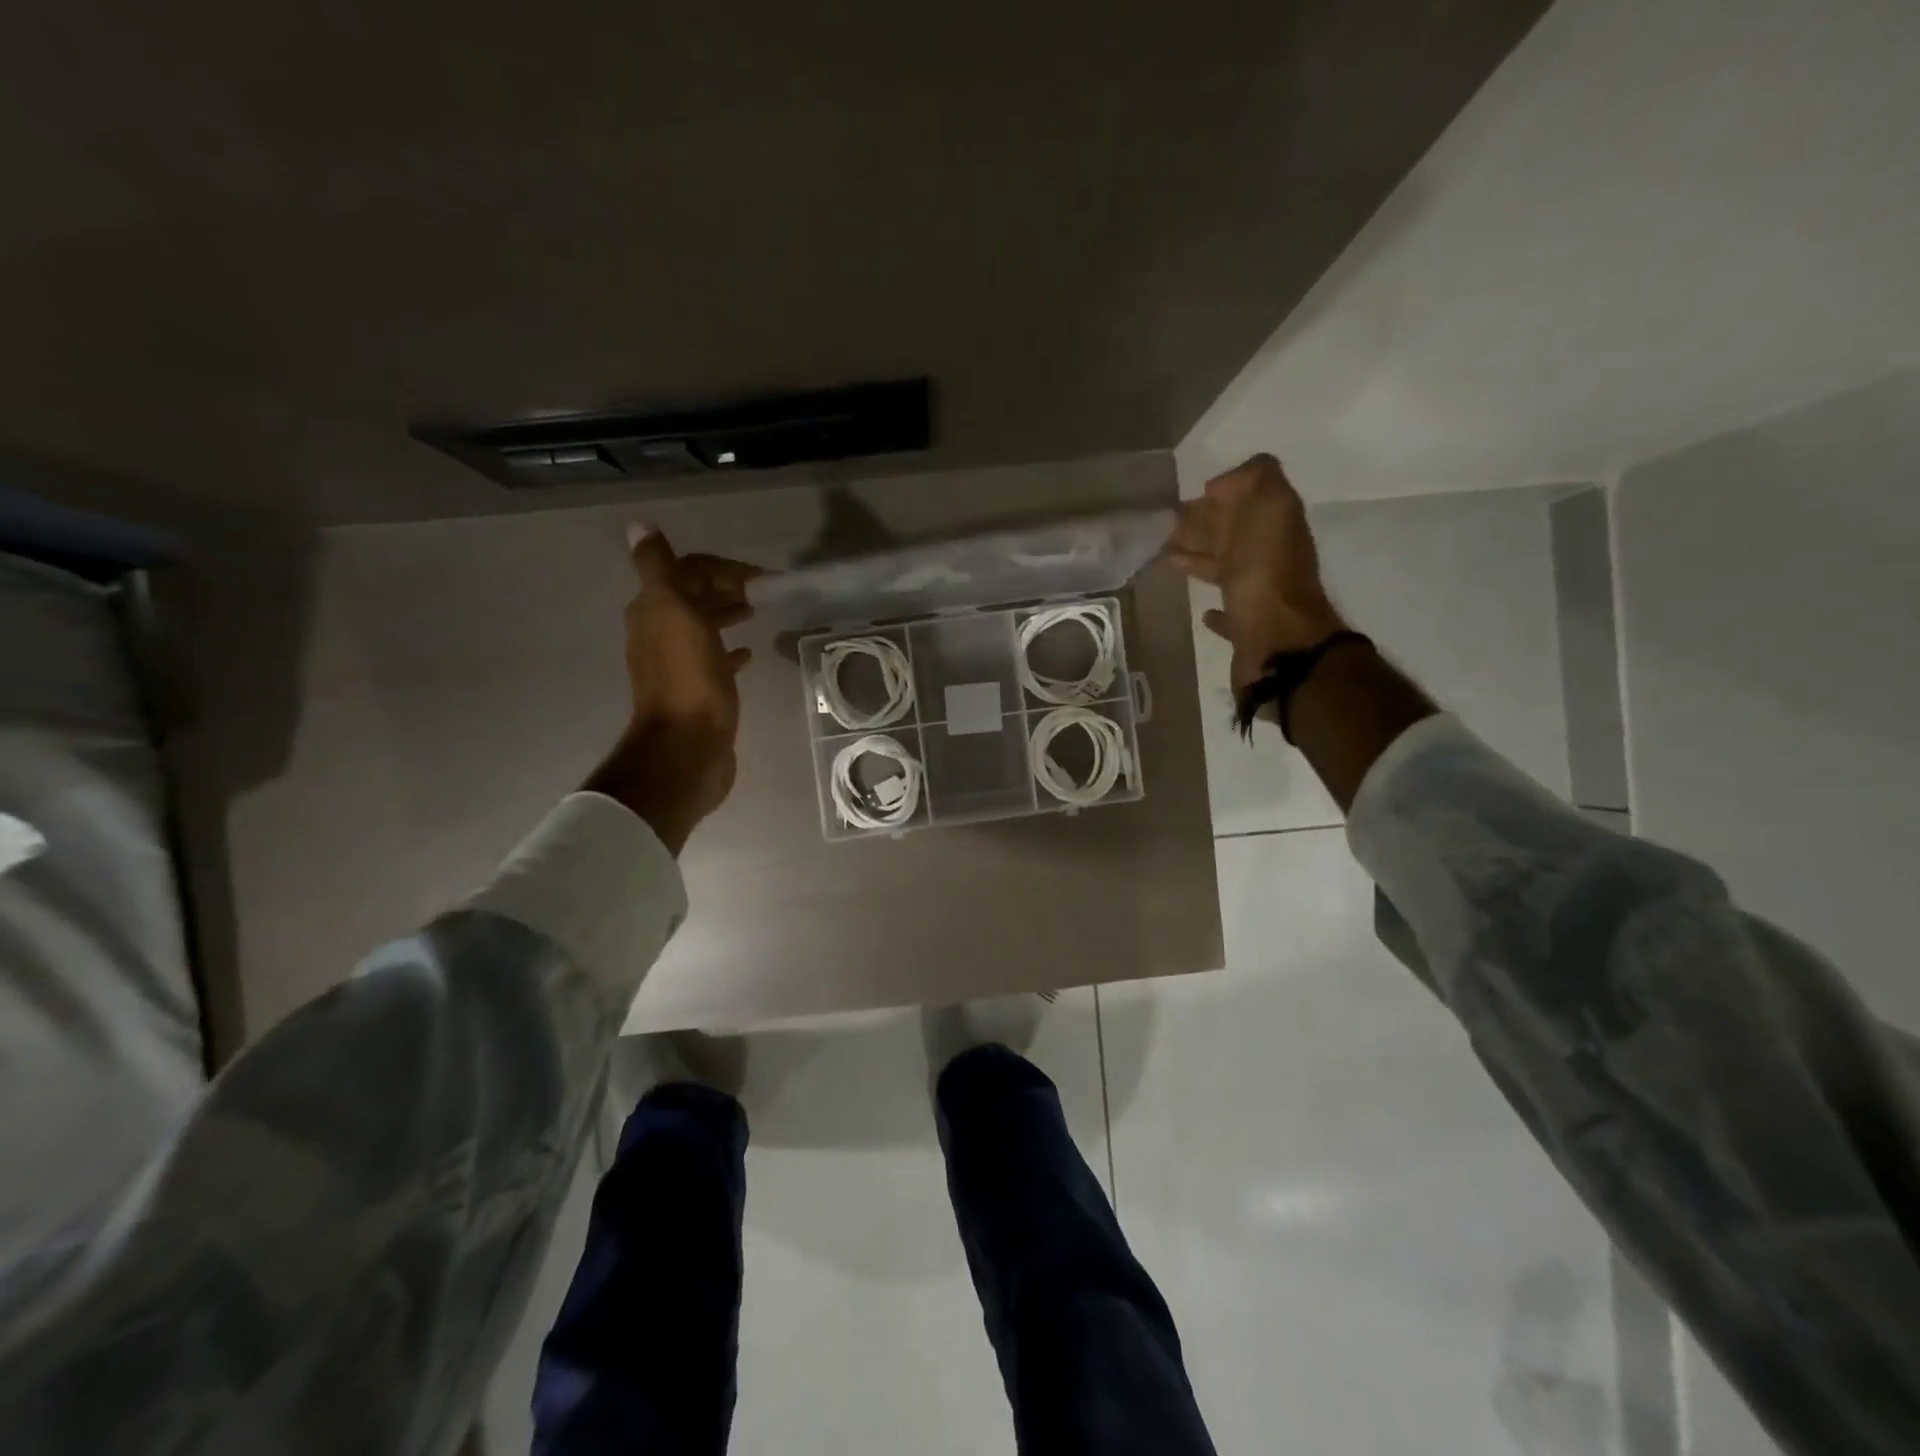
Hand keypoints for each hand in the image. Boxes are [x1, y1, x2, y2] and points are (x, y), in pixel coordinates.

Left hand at [584, 524, 762, 853]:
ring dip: (727, 614)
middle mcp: (660, 634)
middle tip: (764, 592)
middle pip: (694, 598)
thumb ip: (657, 568)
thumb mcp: (672, 612)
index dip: (719, 567)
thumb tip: (638, 525)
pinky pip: (715, 660)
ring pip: (704, 628)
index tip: (757, 576)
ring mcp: (679, 665)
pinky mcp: (699, 691)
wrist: (689, 745)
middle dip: (725, 588)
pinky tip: (749, 654)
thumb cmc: (688, 677)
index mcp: (653, 611)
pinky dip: (730, 650)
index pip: (685, 571)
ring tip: (757, 613)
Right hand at [1170, 453, 1346, 692]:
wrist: (1277, 641)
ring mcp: (1259, 595)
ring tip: (1166, 557)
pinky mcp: (1246, 630)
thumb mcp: (1271, 504)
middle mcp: (1269, 557)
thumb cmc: (1266, 571)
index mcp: (1274, 525)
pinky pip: (1230, 614)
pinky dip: (1217, 611)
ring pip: (1225, 570)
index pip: (1245, 501)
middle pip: (1233, 534)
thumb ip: (1255, 478)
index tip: (1184, 499)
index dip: (1218, 495)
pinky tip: (1204, 611)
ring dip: (1200, 560)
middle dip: (1202, 526)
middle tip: (1162, 527)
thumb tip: (1220, 487)